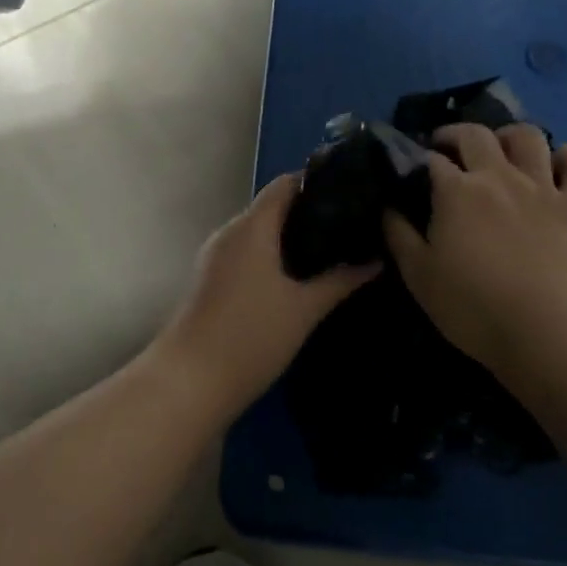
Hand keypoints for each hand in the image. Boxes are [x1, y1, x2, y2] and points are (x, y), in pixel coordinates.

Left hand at [156, 174, 377, 412]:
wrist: (190, 382)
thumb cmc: (251, 337)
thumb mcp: (304, 309)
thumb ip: (340, 280)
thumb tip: (375, 260)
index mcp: (251, 227)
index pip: (285, 184)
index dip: (318, 183)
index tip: (353, 195)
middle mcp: (230, 233)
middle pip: (273, 207)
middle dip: (311, 213)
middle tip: (352, 227)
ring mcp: (216, 257)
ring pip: (260, 233)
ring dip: (292, 238)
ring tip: (334, 250)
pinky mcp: (212, 280)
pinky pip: (248, 254)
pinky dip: (274, 257)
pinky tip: (301, 277)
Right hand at [383, 124, 566, 377]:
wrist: (539, 333)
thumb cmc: (470, 306)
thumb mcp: (417, 274)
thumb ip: (398, 233)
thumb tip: (389, 205)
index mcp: (457, 191)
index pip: (430, 159)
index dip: (417, 160)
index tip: (410, 172)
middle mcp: (499, 177)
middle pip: (475, 135)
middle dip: (454, 135)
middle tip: (445, 150)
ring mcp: (541, 188)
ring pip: (528, 137)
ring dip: (508, 136)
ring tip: (499, 149)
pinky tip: (557, 164)